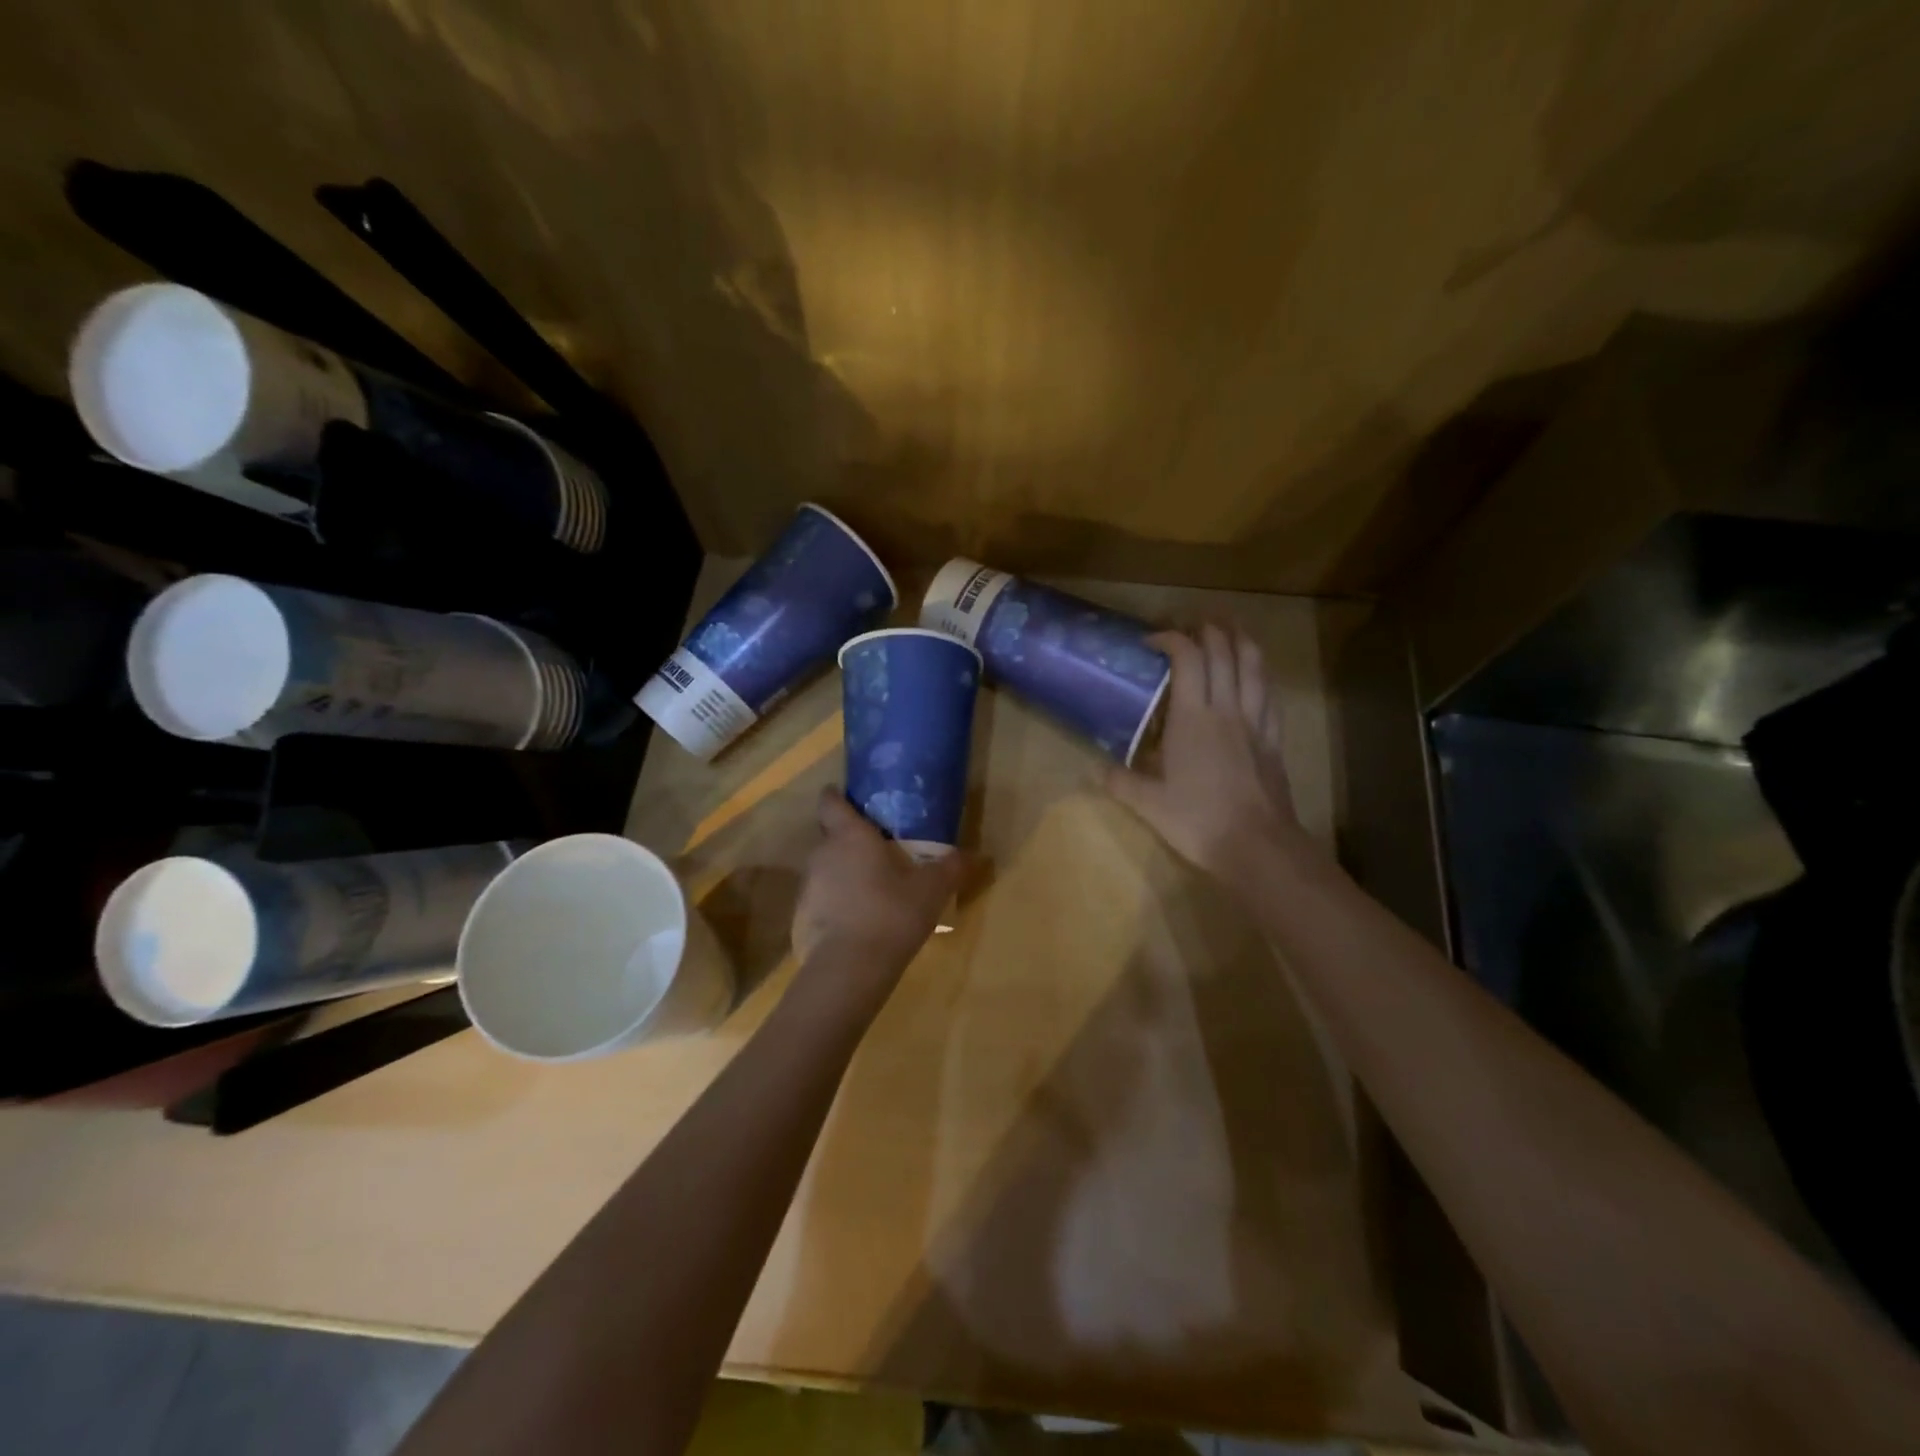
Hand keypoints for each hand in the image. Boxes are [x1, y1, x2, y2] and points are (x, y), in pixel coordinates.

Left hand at [791, 788, 965, 1000]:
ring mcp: (808, 886)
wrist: (850, 968)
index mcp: (850, 836)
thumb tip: (972, 855)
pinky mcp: (803, 917)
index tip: (851, 800)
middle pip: (830, 835)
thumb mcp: (932, 890)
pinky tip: (860, 920)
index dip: (838, 797)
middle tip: (878, 850)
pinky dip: (837, 903)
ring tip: (872, 887)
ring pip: (826, 868)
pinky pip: (822, 899)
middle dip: (849, 839)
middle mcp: (822, 853)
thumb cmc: (891, 913)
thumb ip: (950, 867)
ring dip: (844, 873)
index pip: (831, 802)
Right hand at [1105, 625, 1311, 883]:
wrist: (1258, 846)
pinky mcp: (1274, 739)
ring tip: (1230, 628)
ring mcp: (1256, 722)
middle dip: (1208, 629)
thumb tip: (1094, 768)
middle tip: (1192, 622)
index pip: (1187, 658)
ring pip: (1254, 666)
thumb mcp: (1148, 804)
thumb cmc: (1198, 820)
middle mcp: (1227, 709)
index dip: (1171, 638)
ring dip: (1241, 640)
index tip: (1152, 639)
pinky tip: (1256, 674)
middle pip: (1224, 652)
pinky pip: (1270, 694)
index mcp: (1193, 717)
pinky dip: (1261, 674)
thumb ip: (1120, 781)